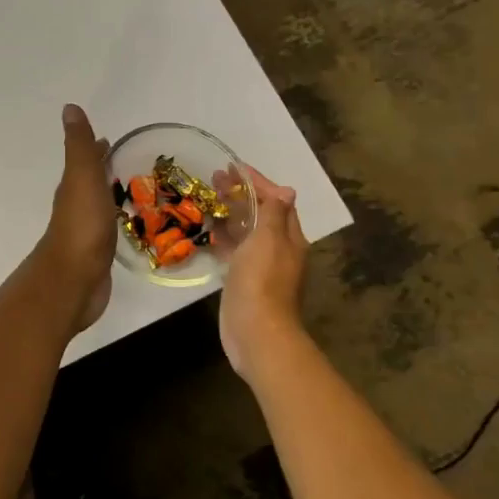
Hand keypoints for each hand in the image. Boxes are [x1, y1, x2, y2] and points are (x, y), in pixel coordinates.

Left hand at [37, 104, 114, 331]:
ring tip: (132, 190)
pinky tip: (127, 225)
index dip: (95, 149)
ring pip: (99, 205)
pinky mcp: (97, 254)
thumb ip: (79, 145)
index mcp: (73, 186)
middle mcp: (76, 205)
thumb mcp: (82, 177)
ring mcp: (86, 231)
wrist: (75, 279)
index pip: (85, 160)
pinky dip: (115, 220)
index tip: (109, 139)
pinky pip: (108, 229)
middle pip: (90, 182)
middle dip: (104, 170)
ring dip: (110, 194)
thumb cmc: (82, 225)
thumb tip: (69, 108)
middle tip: (126, 161)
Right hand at [218, 165, 307, 375]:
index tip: (234, 167)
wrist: (256, 332)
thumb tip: (286, 190)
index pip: (276, 200)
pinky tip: (209, 231)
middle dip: (241, 194)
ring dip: (231, 213)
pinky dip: (224, 237)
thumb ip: (275, 214)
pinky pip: (235, 250)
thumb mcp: (269, 240)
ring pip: (246, 231)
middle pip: (261, 213)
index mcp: (289, 237)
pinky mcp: (244, 280)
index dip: (257, 181)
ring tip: (208, 198)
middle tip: (214, 178)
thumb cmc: (262, 281)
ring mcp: (261, 266)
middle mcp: (278, 249)